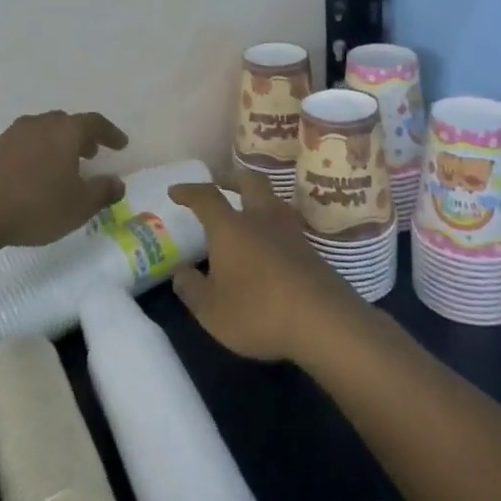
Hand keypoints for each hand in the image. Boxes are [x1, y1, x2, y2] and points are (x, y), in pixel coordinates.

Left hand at [0, 110, 129, 250]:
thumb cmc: (34, 205)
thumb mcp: (78, 206)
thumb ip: (102, 192)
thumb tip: (117, 182)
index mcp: (65, 132)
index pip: (94, 123)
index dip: (110, 133)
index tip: (121, 144)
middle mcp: (39, 125)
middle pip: (66, 123)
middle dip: (82, 136)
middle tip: (92, 153)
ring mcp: (12, 135)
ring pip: (43, 131)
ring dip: (58, 144)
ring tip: (64, 166)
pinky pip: (24, 144)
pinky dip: (37, 153)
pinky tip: (34, 175)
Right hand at [167, 173, 368, 362]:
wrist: (325, 322)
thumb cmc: (258, 311)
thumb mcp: (211, 311)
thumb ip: (191, 288)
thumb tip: (180, 271)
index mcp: (230, 227)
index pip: (206, 197)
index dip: (189, 191)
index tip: (175, 192)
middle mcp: (261, 219)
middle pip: (249, 181)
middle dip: (232, 179)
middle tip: (220, 186)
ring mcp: (291, 232)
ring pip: (272, 200)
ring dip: (257, 199)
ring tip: (246, 212)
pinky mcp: (311, 250)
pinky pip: (286, 225)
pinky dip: (272, 225)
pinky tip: (269, 245)